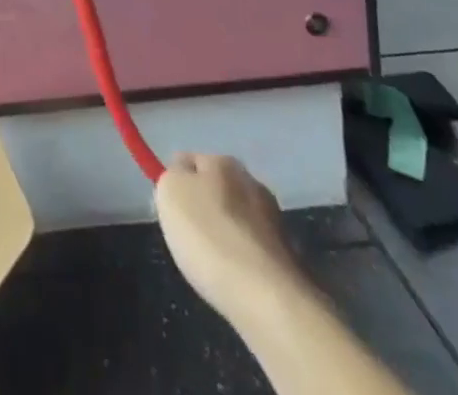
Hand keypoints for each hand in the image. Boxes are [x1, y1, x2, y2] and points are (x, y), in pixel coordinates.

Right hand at [156, 153, 300, 324]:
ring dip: (226, 234)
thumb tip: (182, 177)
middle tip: (189, 237)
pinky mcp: (288, 257)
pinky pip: (254, 250)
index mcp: (222, 161)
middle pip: (218, 189)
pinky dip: (243, 261)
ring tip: (212, 264)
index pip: (190, 160)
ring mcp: (275, 219)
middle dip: (205, 208)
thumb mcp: (171, 194)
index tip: (169, 210)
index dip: (176, 181)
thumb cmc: (210, 237)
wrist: (268, 298)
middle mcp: (252, 181)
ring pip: (238, 220)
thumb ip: (171, 177)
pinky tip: (235, 280)